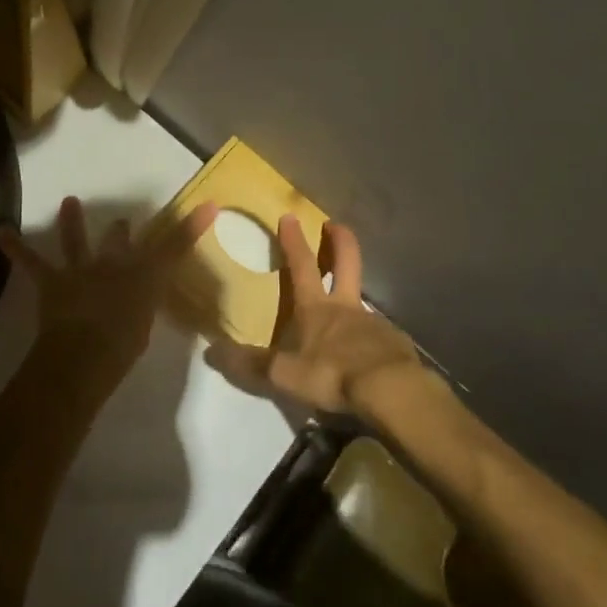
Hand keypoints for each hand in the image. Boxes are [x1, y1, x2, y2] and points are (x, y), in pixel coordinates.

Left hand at [0, 196, 218, 397]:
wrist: (85, 356)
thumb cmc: (123, 349)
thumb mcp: (145, 328)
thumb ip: (145, 312)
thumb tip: (139, 306)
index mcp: (144, 279)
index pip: (174, 247)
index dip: (191, 226)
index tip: (208, 205)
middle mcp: (114, 266)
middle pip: (121, 242)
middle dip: (121, 231)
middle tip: (122, 222)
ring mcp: (82, 270)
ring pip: (77, 241)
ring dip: (72, 221)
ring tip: (69, 201)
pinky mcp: (53, 281)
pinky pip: (31, 262)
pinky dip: (15, 247)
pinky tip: (0, 232)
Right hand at [209, 215, 422, 419]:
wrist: (390, 390)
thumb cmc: (332, 374)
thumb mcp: (285, 374)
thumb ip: (251, 364)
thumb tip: (212, 352)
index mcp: (315, 307)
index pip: (302, 265)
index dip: (294, 241)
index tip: (289, 217)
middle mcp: (345, 306)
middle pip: (346, 261)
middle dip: (339, 239)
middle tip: (334, 224)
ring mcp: (373, 321)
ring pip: (362, 298)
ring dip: (354, 293)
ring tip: (346, 309)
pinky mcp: (394, 342)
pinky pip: (379, 333)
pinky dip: (371, 336)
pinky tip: (368, 353)